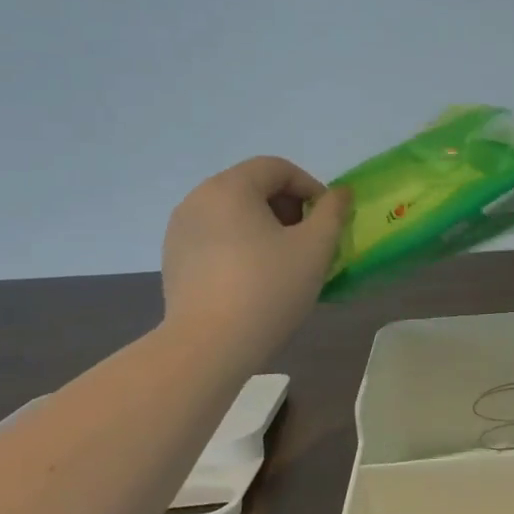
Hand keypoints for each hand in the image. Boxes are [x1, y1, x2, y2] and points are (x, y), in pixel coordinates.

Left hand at [161, 157, 350, 348]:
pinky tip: (253, 277)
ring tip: (283, 261)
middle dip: (287, 207)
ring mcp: (180, 229)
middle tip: (308, 241)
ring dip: (264, 226)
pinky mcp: (173, 257)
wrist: (208, 346)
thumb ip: (333, 212)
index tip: (326, 220)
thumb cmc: (268, 288)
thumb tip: (339, 193)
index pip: (277, 168)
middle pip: (253, 186)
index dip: (310, 187)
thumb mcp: (316, 247)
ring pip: (233, 212)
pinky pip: (215, 235)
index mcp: (231, 187)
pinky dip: (239, 243)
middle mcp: (198, 198)